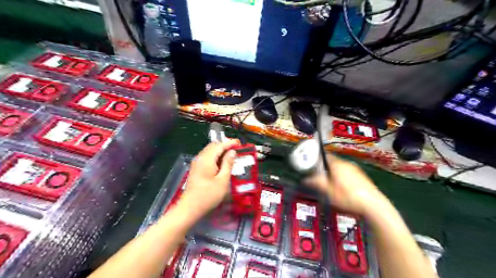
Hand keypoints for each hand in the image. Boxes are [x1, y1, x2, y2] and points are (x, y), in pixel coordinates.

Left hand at [181, 140, 239, 217]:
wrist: (190, 208)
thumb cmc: (208, 195)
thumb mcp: (223, 180)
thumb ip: (228, 164)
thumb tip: (232, 152)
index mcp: (207, 159)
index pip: (220, 145)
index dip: (230, 143)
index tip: (239, 143)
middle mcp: (200, 158)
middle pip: (213, 146)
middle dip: (225, 145)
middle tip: (236, 150)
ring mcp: (196, 163)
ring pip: (209, 151)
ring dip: (220, 151)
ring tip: (231, 156)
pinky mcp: (196, 169)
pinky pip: (207, 157)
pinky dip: (215, 156)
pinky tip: (221, 163)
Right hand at [304, 154, 388, 217]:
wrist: (373, 205)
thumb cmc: (347, 196)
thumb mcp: (328, 191)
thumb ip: (316, 183)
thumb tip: (305, 179)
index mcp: (337, 164)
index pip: (325, 155)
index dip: (317, 159)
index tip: (311, 165)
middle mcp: (346, 163)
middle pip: (332, 161)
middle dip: (324, 167)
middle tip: (318, 176)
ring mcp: (355, 169)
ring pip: (340, 167)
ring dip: (333, 172)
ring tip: (329, 183)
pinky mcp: (361, 176)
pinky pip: (347, 173)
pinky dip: (342, 177)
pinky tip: (342, 187)